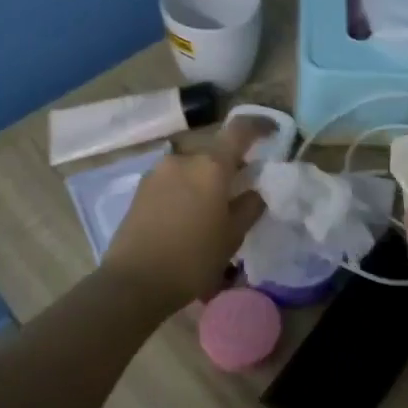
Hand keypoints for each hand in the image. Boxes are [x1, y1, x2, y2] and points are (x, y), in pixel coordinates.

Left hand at [99, 114, 271, 309]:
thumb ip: (250, 207)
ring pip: (192, 164)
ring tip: (214, 204)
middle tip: (242, 184)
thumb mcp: (232, 237)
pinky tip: (190, 213)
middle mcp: (183, 158)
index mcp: (211, 165)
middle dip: (231, 161)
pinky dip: (187, 187)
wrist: (134, 282)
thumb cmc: (192, 259)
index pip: (240, 129)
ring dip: (206, 176)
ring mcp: (158, 171)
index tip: (273, 131)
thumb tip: (255, 191)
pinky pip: (174, 178)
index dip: (259, 126)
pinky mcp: (141, 188)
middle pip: (214, 148)